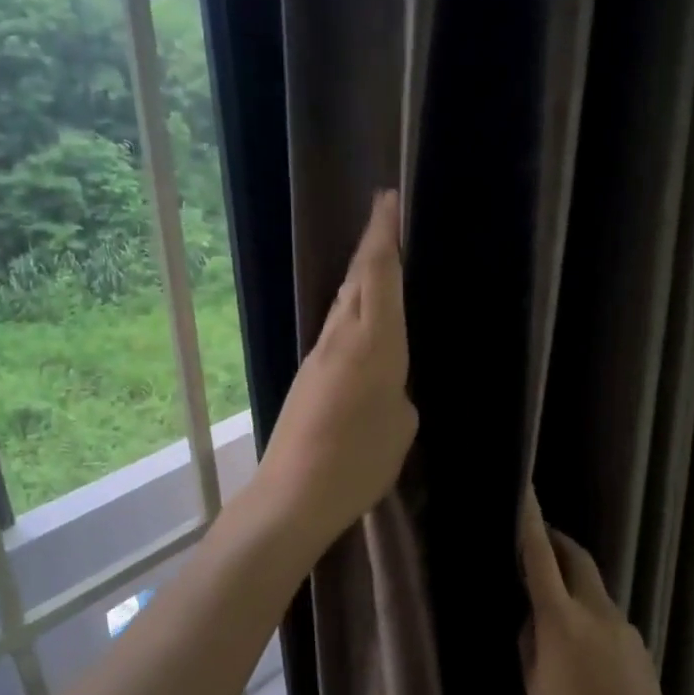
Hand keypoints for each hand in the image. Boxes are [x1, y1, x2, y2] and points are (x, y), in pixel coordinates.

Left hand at [254, 190, 417, 554]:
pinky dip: (350, 312)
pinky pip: (334, 330)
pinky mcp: (306, 378)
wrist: (293, 494)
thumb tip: (387, 387)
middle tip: (386, 220)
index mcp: (373, 343)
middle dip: (372, 246)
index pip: (379, 275)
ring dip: (359, 277)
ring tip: (378, 262)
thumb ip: (398, 395)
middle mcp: (341, 339)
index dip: (383, 235)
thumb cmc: (358, 461)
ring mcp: (318, 357)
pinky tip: (361, 322)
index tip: (387, 200)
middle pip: (355, 280)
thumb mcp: (400, 428)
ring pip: (341, 303)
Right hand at [520, 494, 677, 694]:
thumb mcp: (535, 685)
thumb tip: (531, 618)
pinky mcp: (639, 644)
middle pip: (578, 560)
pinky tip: (581, 646)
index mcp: (562, 619)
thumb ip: (530, 642)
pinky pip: (607, 615)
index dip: (531, 522)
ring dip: (573, 581)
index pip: (541, 558)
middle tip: (539, 538)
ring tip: (552, 601)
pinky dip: (588, 613)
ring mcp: (623, 626)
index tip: (526, 491)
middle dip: (558, 542)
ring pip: (594, 588)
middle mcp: (597, 611)